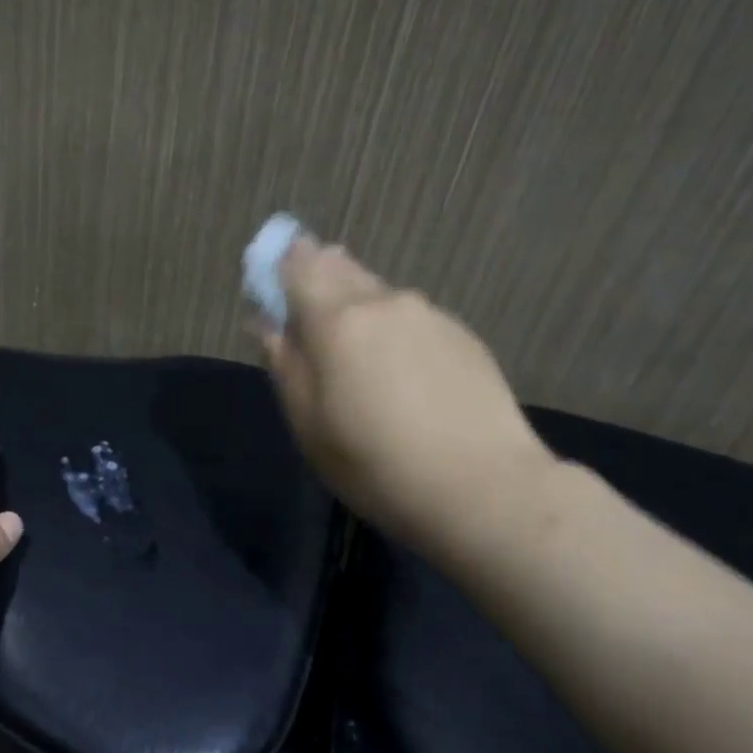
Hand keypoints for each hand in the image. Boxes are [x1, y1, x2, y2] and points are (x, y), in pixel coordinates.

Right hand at [261, 236, 558, 554]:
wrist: (485, 488)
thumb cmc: (376, 464)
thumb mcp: (308, 424)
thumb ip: (284, 364)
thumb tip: (268, 323)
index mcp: (338, 319)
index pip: (298, 264)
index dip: (280, 269)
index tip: (274, 297)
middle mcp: (384, 301)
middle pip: (340, 268)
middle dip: (319, 285)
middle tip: (314, 333)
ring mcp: (429, 314)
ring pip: (379, 295)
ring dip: (359, 312)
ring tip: (362, 365)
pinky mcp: (463, 335)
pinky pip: (412, 319)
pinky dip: (396, 333)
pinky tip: (406, 379)